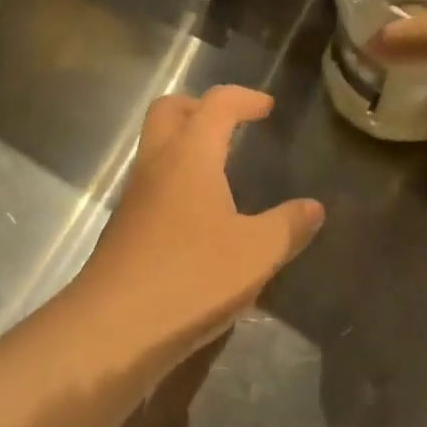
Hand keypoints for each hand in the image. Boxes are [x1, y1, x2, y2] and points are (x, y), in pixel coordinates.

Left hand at [69, 87, 323, 369]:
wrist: (113, 328)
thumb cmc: (191, 278)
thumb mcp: (255, 254)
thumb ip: (287, 226)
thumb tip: (313, 207)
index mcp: (190, 155)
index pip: (216, 104)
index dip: (244, 98)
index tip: (267, 108)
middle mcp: (157, 163)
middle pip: (169, 109)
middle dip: (201, 107)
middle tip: (232, 126)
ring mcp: (134, 195)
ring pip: (155, 145)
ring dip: (185, 143)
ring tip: (221, 170)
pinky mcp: (124, 226)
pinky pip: (152, 181)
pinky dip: (176, 179)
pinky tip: (200, 216)